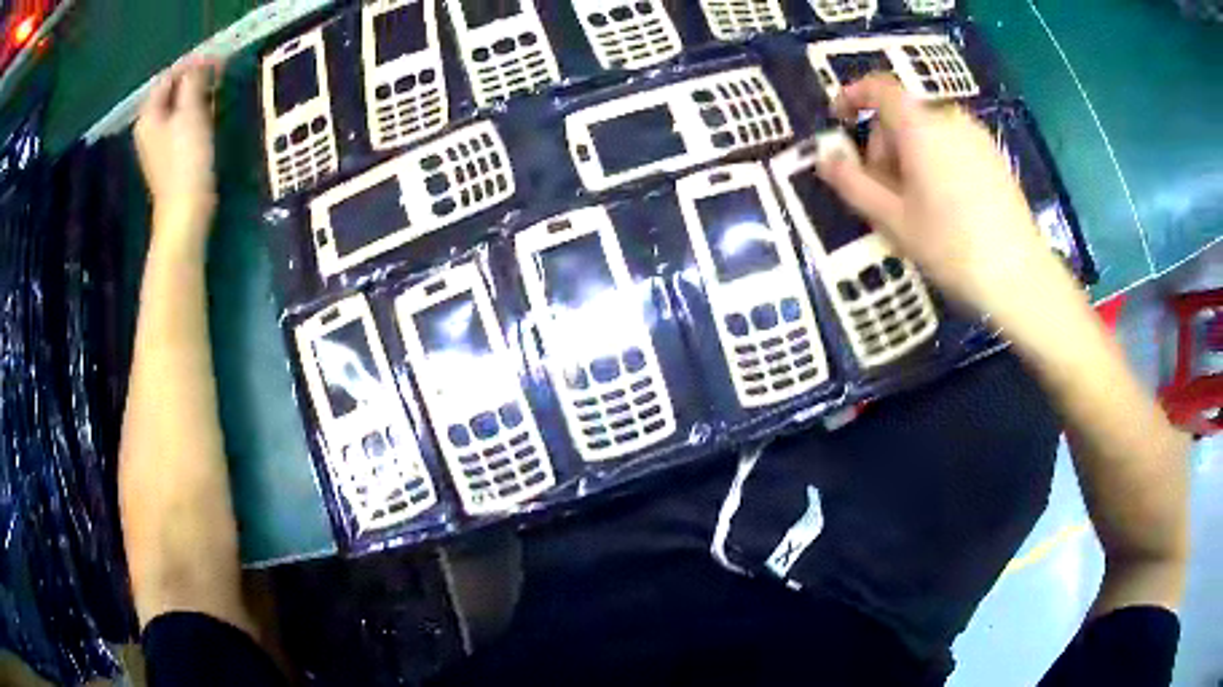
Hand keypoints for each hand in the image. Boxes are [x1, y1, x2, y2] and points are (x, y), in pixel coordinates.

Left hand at [134, 56, 221, 239]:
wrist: (185, 211)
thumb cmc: (186, 160)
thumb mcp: (190, 112)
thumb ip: (193, 82)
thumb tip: (200, 64)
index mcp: (148, 115)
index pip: (168, 77)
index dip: (191, 64)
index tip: (216, 59)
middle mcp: (148, 127)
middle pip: (172, 91)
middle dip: (194, 79)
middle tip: (218, 73)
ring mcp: (157, 144)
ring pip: (178, 107)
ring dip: (196, 95)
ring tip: (216, 91)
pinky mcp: (170, 156)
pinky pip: (181, 123)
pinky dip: (195, 113)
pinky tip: (208, 115)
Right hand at [815, 75, 1055, 316]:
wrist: (1019, 276)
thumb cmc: (950, 246)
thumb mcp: (892, 219)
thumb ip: (852, 182)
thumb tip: (824, 156)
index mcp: (920, 126)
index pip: (878, 87)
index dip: (853, 96)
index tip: (839, 119)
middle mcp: (948, 118)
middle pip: (902, 114)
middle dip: (884, 143)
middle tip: (883, 191)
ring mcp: (976, 136)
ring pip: (928, 131)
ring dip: (910, 155)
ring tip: (915, 203)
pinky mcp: (994, 156)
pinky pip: (952, 144)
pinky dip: (936, 161)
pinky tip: (945, 204)